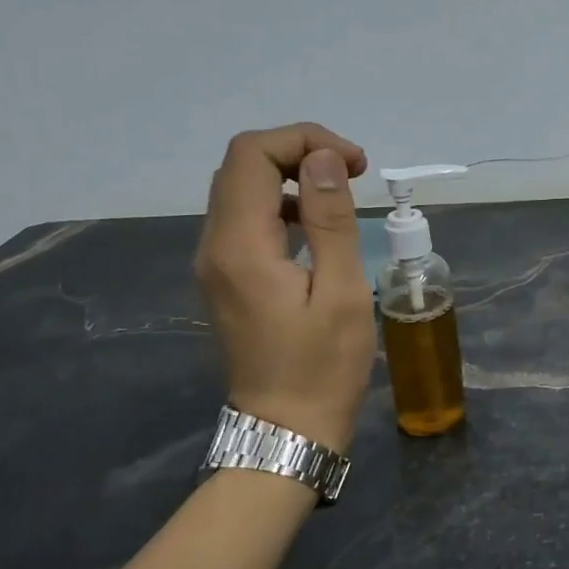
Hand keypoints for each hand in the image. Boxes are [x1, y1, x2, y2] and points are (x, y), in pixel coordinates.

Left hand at [194, 123, 375, 454]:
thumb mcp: (342, 292)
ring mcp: (214, 263)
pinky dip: (282, 206)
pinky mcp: (225, 278)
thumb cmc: (323, 367)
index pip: (252, 155)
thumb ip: (331, 220)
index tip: (355, 164)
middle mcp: (214, 246)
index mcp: (240, 246)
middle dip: (298, 152)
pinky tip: (318, 229)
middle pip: (241, 165)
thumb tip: (324, 159)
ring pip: (241, 190)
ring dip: (291, 177)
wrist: (286, 428)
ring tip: (341, 195)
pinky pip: (245, 220)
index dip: (303, 140)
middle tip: (353, 173)